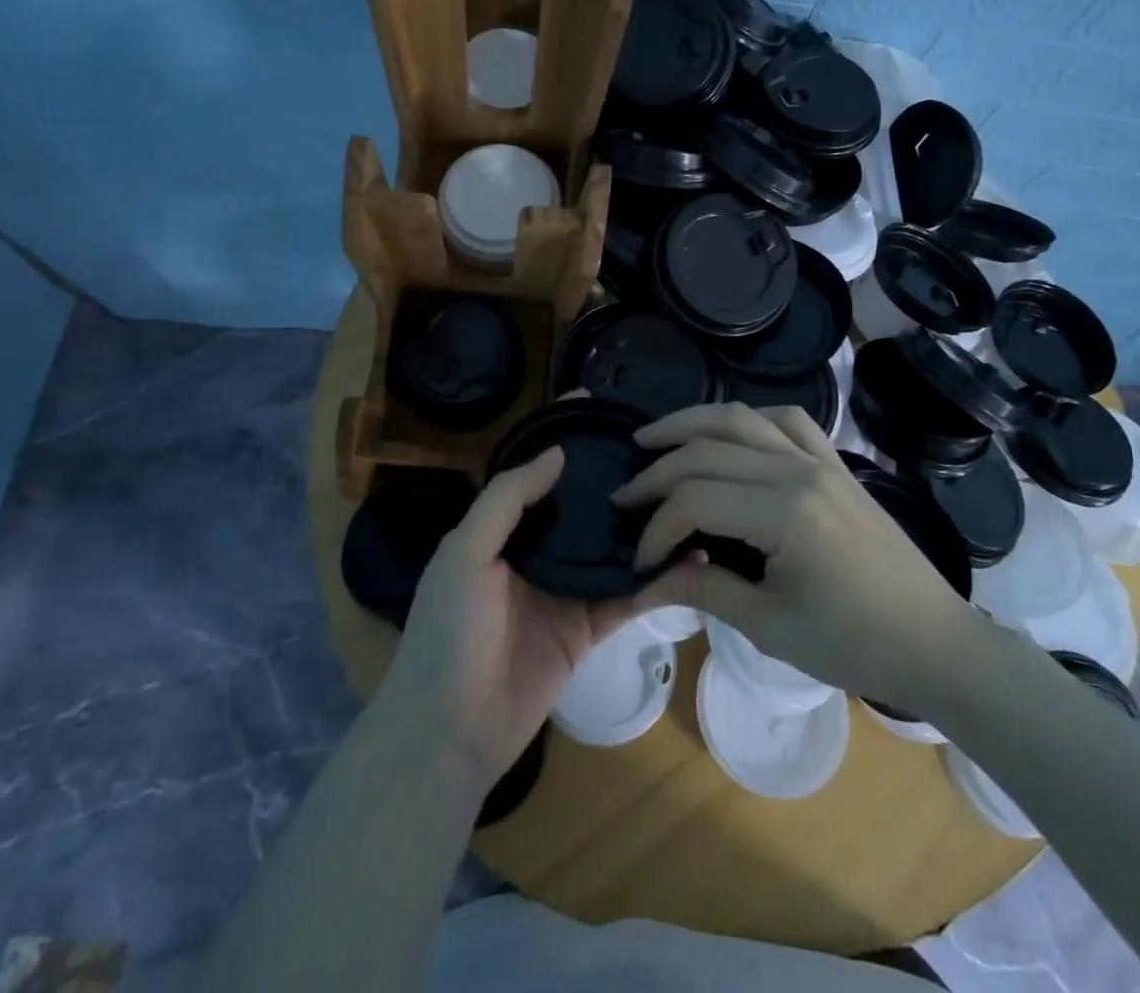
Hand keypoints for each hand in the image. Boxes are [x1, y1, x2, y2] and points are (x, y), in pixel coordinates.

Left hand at [381, 447, 669, 796]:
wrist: (450, 733)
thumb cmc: (449, 631)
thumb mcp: (465, 553)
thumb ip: (507, 499)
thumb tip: (557, 452)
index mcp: (502, 528)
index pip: (538, 473)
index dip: (565, 440)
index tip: (600, 406)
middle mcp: (536, 552)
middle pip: (581, 506)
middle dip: (613, 479)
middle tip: (662, 449)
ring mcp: (564, 590)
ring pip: (610, 548)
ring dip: (643, 528)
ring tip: (688, 496)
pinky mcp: (587, 629)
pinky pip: (626, 597)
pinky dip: (654, 579)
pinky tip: (690, 557)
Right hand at [614, 403, 975, 707]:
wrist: (934, 640)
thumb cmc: (855, 644)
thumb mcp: (771, 626)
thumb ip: (705, 591)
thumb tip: (646, 583)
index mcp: (785, 513)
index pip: (695, 501)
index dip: (657, 529)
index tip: (639, 562)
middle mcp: (798, 470)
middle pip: (709, 451)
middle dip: (658, 472)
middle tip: (625, 495)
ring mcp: (821, 459)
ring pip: (742, 418)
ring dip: (691, 423)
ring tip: (651, 438)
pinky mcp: (836, 462)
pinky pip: (788, 420)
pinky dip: (749, 419)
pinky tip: (729, 433)